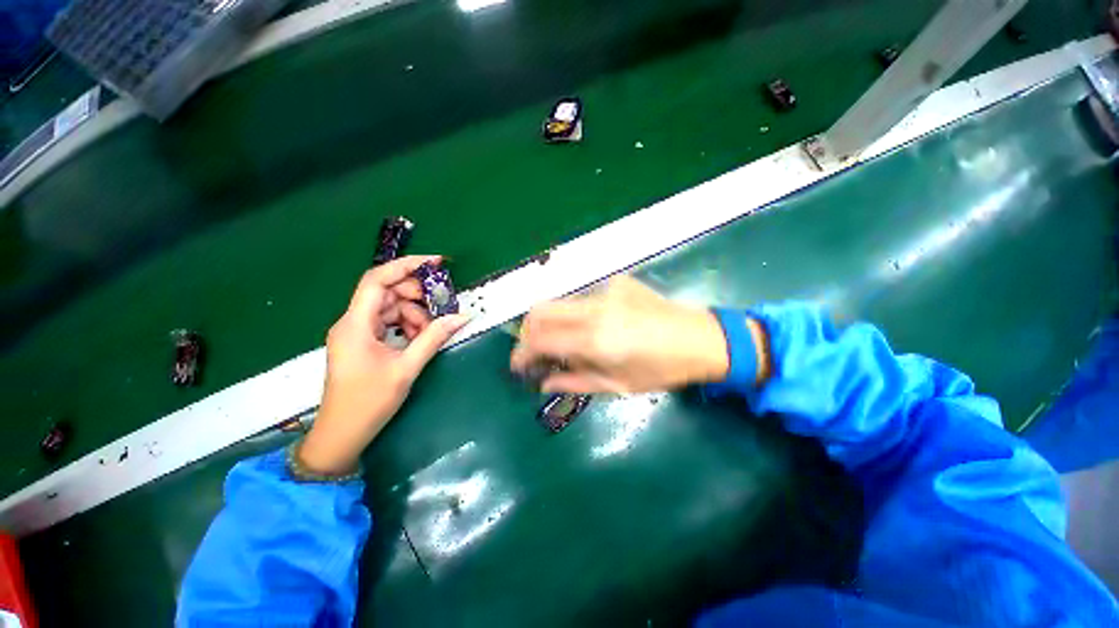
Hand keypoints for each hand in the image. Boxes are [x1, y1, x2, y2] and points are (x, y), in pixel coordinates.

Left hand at [298, 256, 468, 475]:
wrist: (342, 434)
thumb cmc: (369, 403)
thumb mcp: (406, 368)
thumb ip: (434, 338)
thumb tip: (462, 317)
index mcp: (356, 324)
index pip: (377, 280)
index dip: (406, 265)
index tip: (436, 262)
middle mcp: (353, 322)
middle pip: (387, 292)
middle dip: (417, 296)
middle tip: (442, 308)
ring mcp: (357, 332)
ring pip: (391, 308)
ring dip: (414, 315)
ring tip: (430, 332)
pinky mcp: (363, 342)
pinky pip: (388, 322)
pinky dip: (407, 326)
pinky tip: (419, 338)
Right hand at [511, 276, 744, 393]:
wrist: (701, 338)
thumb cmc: (662, 369)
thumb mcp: (618, 385)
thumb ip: (574, 381)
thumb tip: (543, 382)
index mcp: (595, 339)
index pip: (540, 340)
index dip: (521, 353)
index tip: (519, 366)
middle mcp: (594, 308)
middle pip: (540, 310)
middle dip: (528, 331)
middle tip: (534, 351)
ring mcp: (605, 290)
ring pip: (560, 302)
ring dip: (551, 323)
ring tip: (563, 343)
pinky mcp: (616, 282)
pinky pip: (583, 298)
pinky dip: (575, 314)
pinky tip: (592, 327)